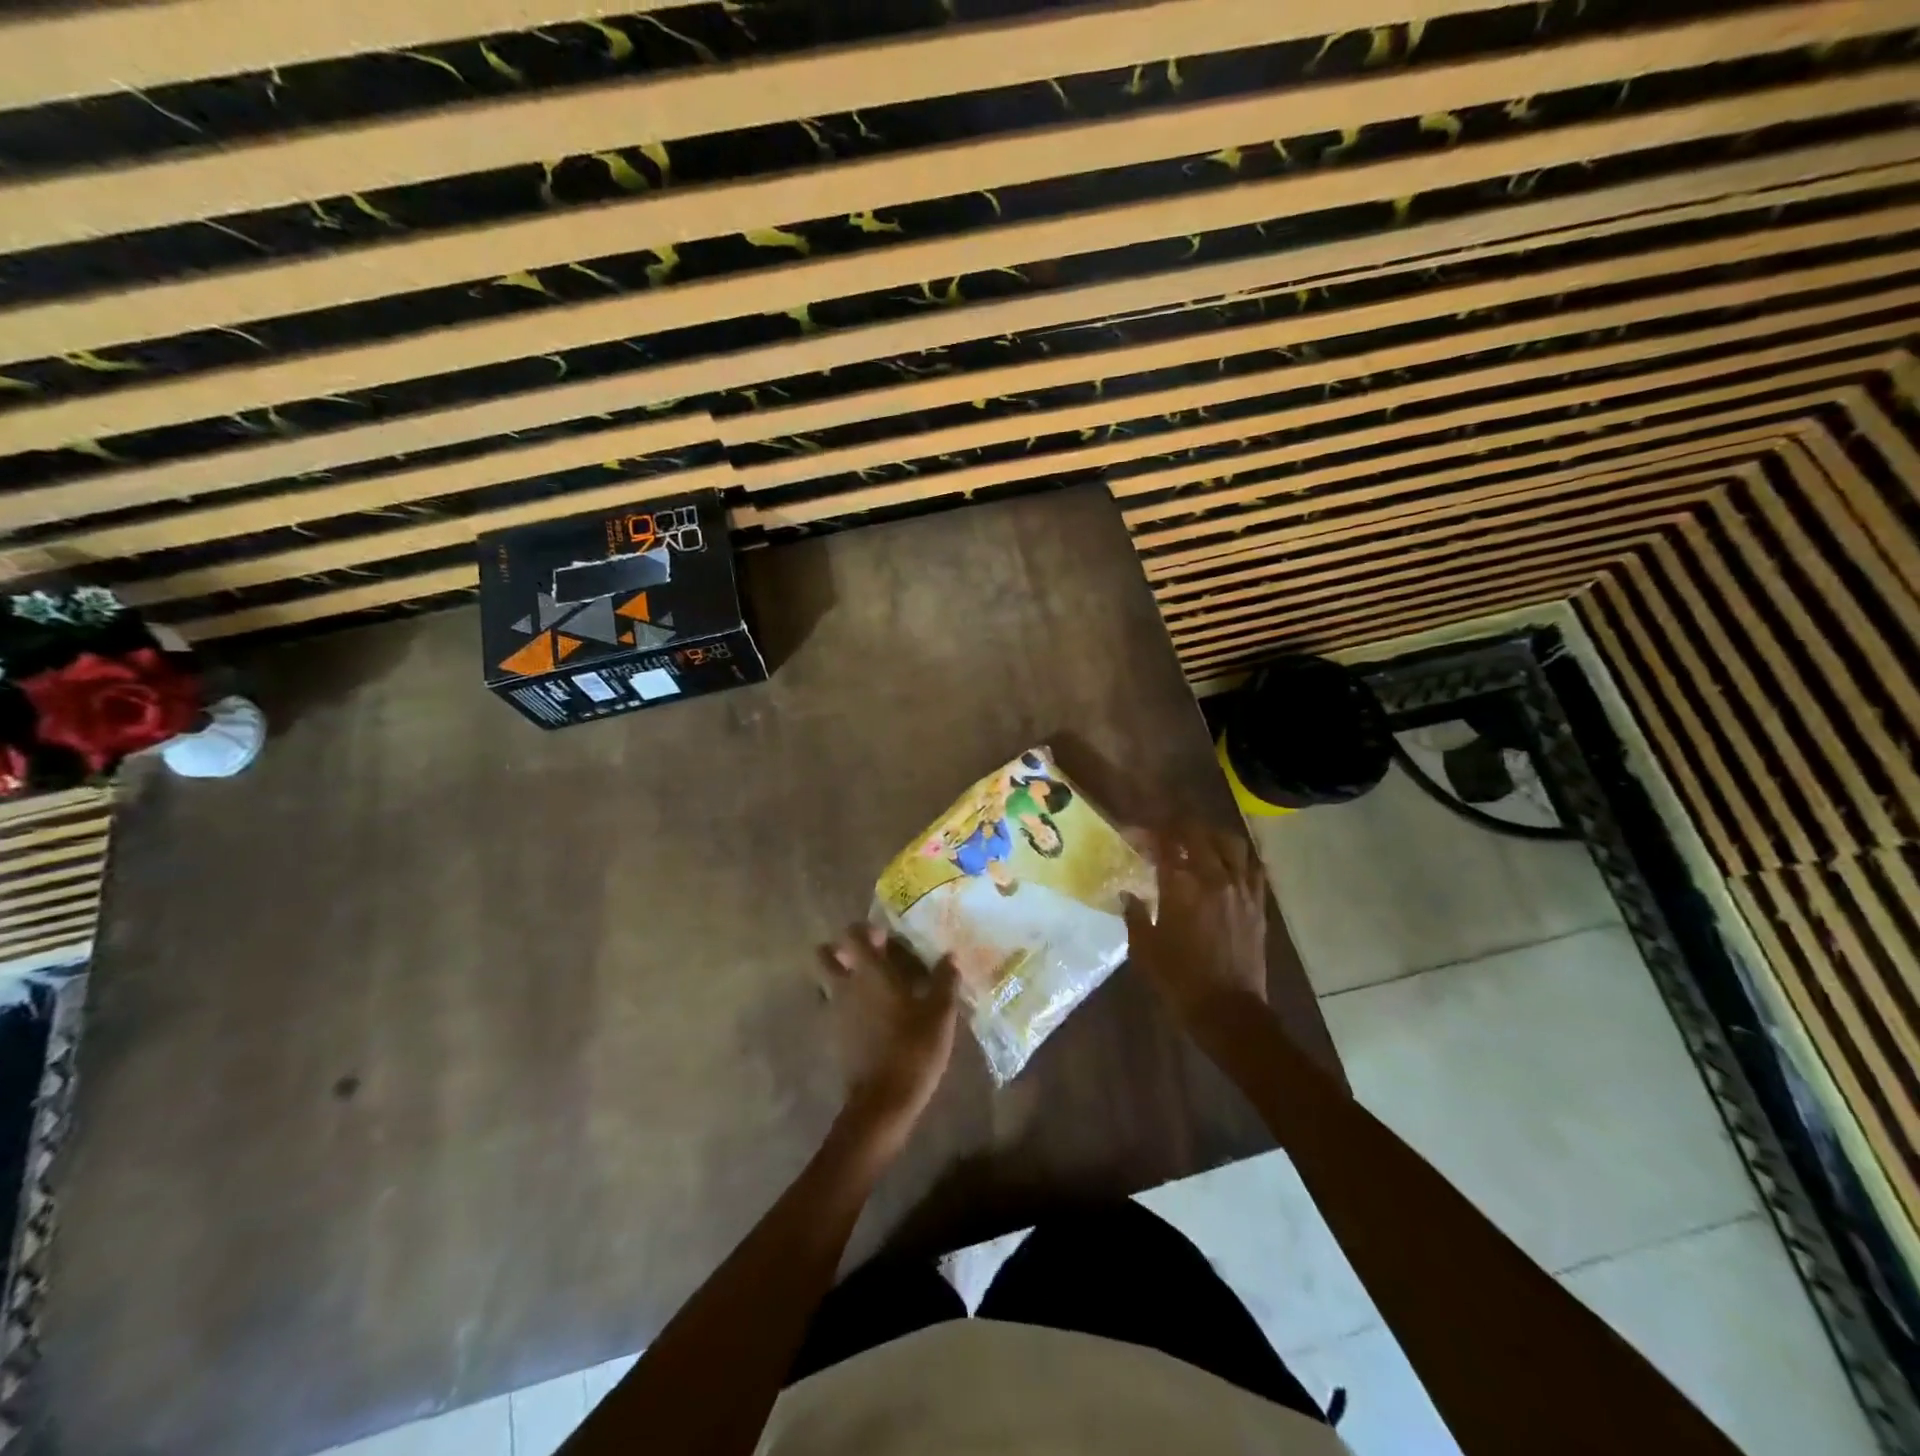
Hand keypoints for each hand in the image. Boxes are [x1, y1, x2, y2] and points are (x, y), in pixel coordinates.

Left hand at [814, 926, 958, 1141]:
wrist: (884, 1101)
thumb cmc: (913, 1048)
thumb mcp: (941, 1013)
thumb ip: (944, 980)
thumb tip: (950, 956)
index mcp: (869, 972)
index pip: (851, 934)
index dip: (864, 930)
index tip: (885, 937)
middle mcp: (845, 986)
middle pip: (825, 956)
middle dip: (841, 951)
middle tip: (870, 959)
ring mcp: (835, 1013)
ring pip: (826, 983)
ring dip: (842, 978)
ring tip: (873, 988)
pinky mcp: (834, 1037)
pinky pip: (834, 1009)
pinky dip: (846, 1006)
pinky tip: (872, 1017)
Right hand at [1122, 824, 1268, 1027]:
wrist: (1227, 1011)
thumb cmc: (1179, 980)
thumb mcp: (1144, 948)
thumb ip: (1135, 914)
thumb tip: (1128, 894)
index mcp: (1181, 887)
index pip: (1165, 843)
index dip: (1149, 833)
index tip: (1136, 835)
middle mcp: (1214, 878)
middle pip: (1198, 833)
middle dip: (1178, 826)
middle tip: (1164, 831)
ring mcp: (1241, 889)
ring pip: (1231, 843)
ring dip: (1212, 835)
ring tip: (1199, 840)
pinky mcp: (1258, 905)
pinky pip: (1254, 867)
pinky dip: (1240, 857)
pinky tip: (1230, 861)